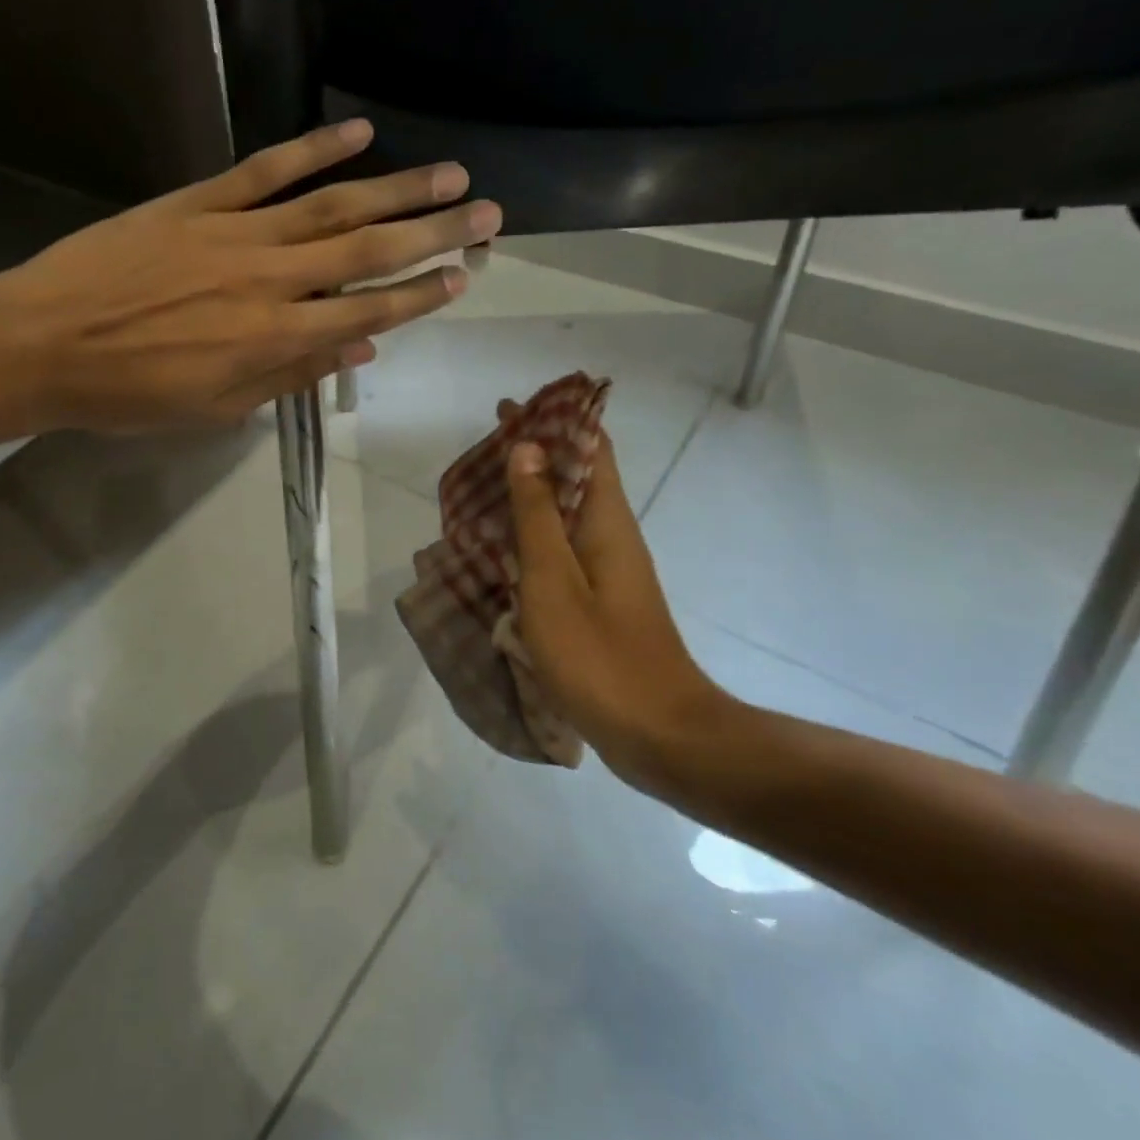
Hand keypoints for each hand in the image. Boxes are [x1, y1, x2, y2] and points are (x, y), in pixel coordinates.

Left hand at [0, 121, 499, 439]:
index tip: (463, 278)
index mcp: (274, 339)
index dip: (420, 295)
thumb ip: (290, 376)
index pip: (368, 311)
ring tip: (449, 173)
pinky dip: (313, 149)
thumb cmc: (129, 394)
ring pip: (331, 206)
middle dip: (434, 233)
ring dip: (396, 189)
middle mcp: (271, 280)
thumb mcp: (215, 408)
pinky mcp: (197, 202)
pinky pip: (265, 170)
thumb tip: (358, 346)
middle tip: (487, 213)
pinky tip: (357, 132)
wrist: (41, 345)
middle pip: (367, 251)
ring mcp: (235, 233)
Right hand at [504, 419, 721, 788]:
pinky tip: (500, 550)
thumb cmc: (599, 654)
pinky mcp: (598, 603)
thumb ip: (537, 514)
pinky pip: (560, 551)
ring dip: (529, 495)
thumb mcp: (553, 579)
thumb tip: (528, 448)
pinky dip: (530, 536)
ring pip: (565, 515)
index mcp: (606, 521)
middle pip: (575, 477)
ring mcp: (607, 572)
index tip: (511, 407)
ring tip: (480, 490)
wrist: (658, 732)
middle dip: (534, 454)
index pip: (589, 449)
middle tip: (482, 448)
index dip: (554, 421)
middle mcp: (612, 537)